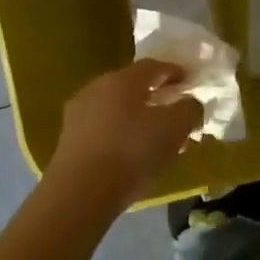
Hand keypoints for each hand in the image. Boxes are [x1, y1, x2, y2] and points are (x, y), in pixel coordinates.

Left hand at [47, 60, 204, 207]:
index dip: (174, 71)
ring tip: (153, 134)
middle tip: (172, 107)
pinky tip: (130, 152)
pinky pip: (102, 127)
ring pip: (115, 107)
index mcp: (122, 80)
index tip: (189, 81)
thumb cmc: (131, 152)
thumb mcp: (174, 129)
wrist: (80, 193)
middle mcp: (96, 88)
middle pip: (131, 85)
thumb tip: (190, 103)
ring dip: (136, 116)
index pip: (153, 66)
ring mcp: (78, 113)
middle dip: (154, 94)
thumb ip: (189, 110)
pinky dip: (120, 132)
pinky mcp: (68, 139)